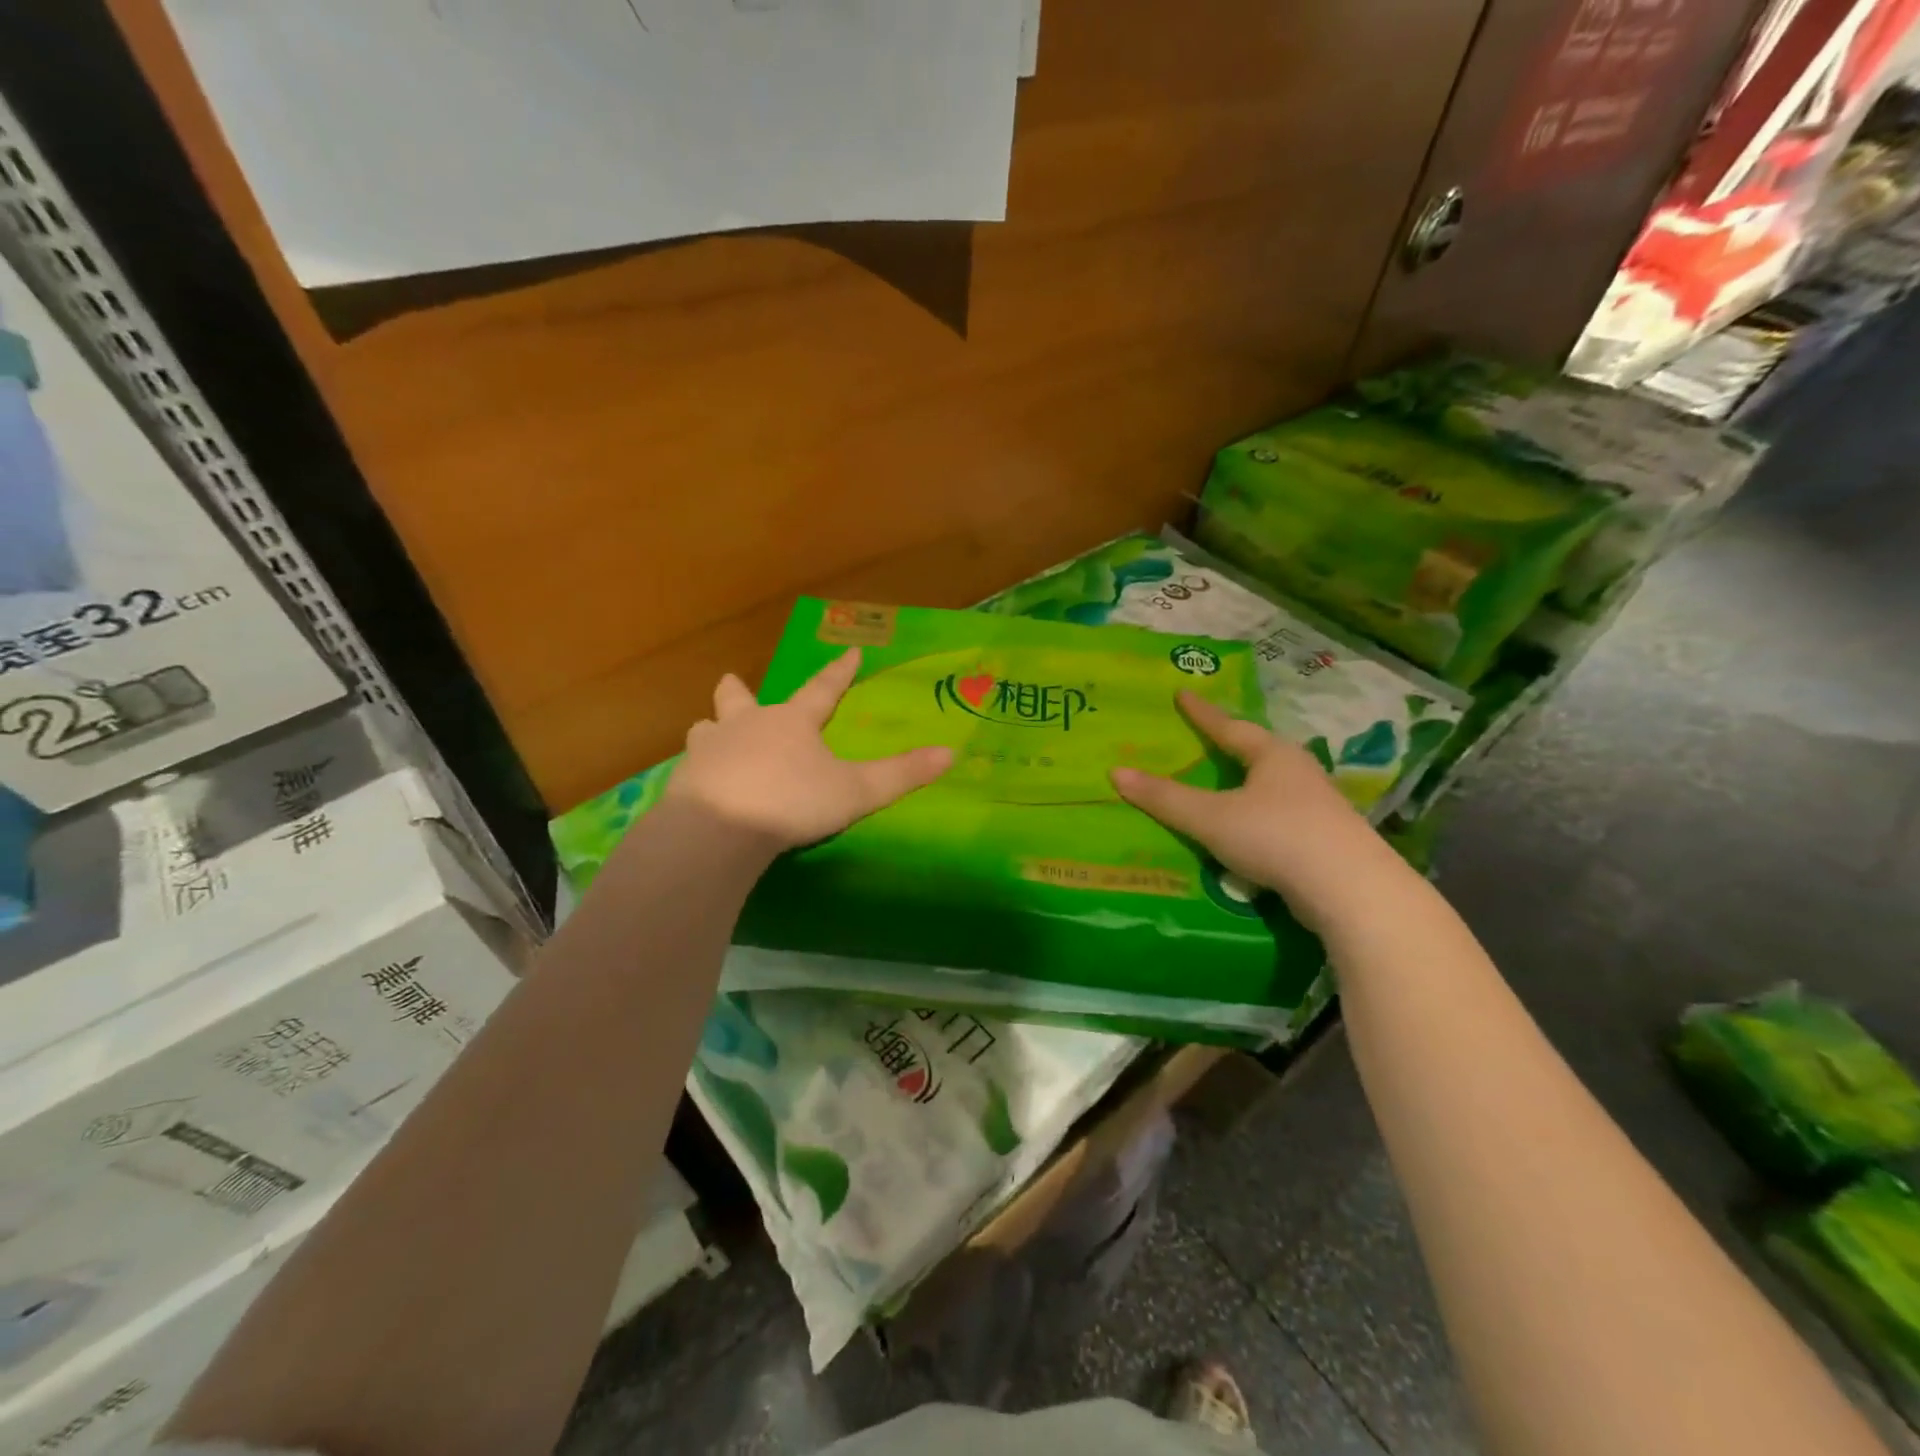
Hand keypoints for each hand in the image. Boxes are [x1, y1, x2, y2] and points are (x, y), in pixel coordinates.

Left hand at [665, 649, 952, 851]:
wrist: (719, 830)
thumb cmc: (793, 801)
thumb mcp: (857, 791)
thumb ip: (902, 774)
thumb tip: (951, 754)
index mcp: (791, 721)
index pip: (822, 689)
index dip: (839, 672)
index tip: (850, 651)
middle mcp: (746, 726)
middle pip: (737, 698)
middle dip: (738, 691)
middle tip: (735, 685)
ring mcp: (709, 752)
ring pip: (705, 729)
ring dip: (713, 729)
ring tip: (714, 735)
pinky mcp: (684, 783)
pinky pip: (691, 769)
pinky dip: (699, 771)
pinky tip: (703, 786)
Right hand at [1111, 691, 1397, 927]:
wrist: (1350, 889)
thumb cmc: (1276, 836)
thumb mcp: (1211, 817)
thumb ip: (1165, 798)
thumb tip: (1116, 772)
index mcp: (1273, 756)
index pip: (1229, 727)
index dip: (1202, 713)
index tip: (1182, 694)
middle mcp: (1298, 773)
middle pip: (1258, 752)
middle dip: (1233, 746)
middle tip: (1207, 740)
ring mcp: (1317, 806)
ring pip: (1273, 786)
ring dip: (1249, 784)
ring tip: (1227, 786)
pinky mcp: (1325, 840)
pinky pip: (1281, 818)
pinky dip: (1259, 818)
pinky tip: (1250, 832)